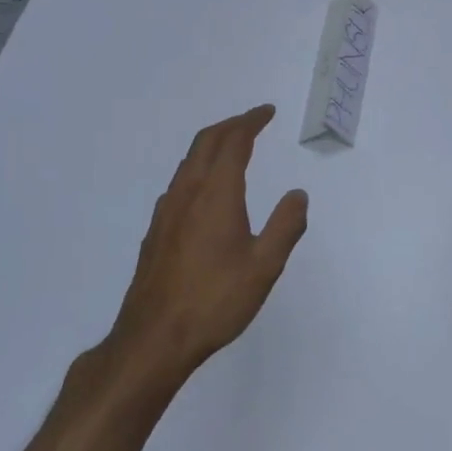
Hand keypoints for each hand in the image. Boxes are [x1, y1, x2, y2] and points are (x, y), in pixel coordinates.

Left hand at [104, 104, 308, 387]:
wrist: (153, 338)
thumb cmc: (215, 301)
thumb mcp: (264, 266)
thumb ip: (285, 226)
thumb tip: (297, 194)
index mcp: (216, 194)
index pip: (234, 142)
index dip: (251, 122)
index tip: (267, 112)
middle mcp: (187, 193)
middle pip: (206, 142)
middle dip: (231, 125)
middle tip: (253, 121)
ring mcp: (166, 212)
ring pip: (188, 162)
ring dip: (212, 145)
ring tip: (232, 148)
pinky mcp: (156, 232)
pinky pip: (179, 183)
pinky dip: (198, 169)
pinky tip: (205, 191)